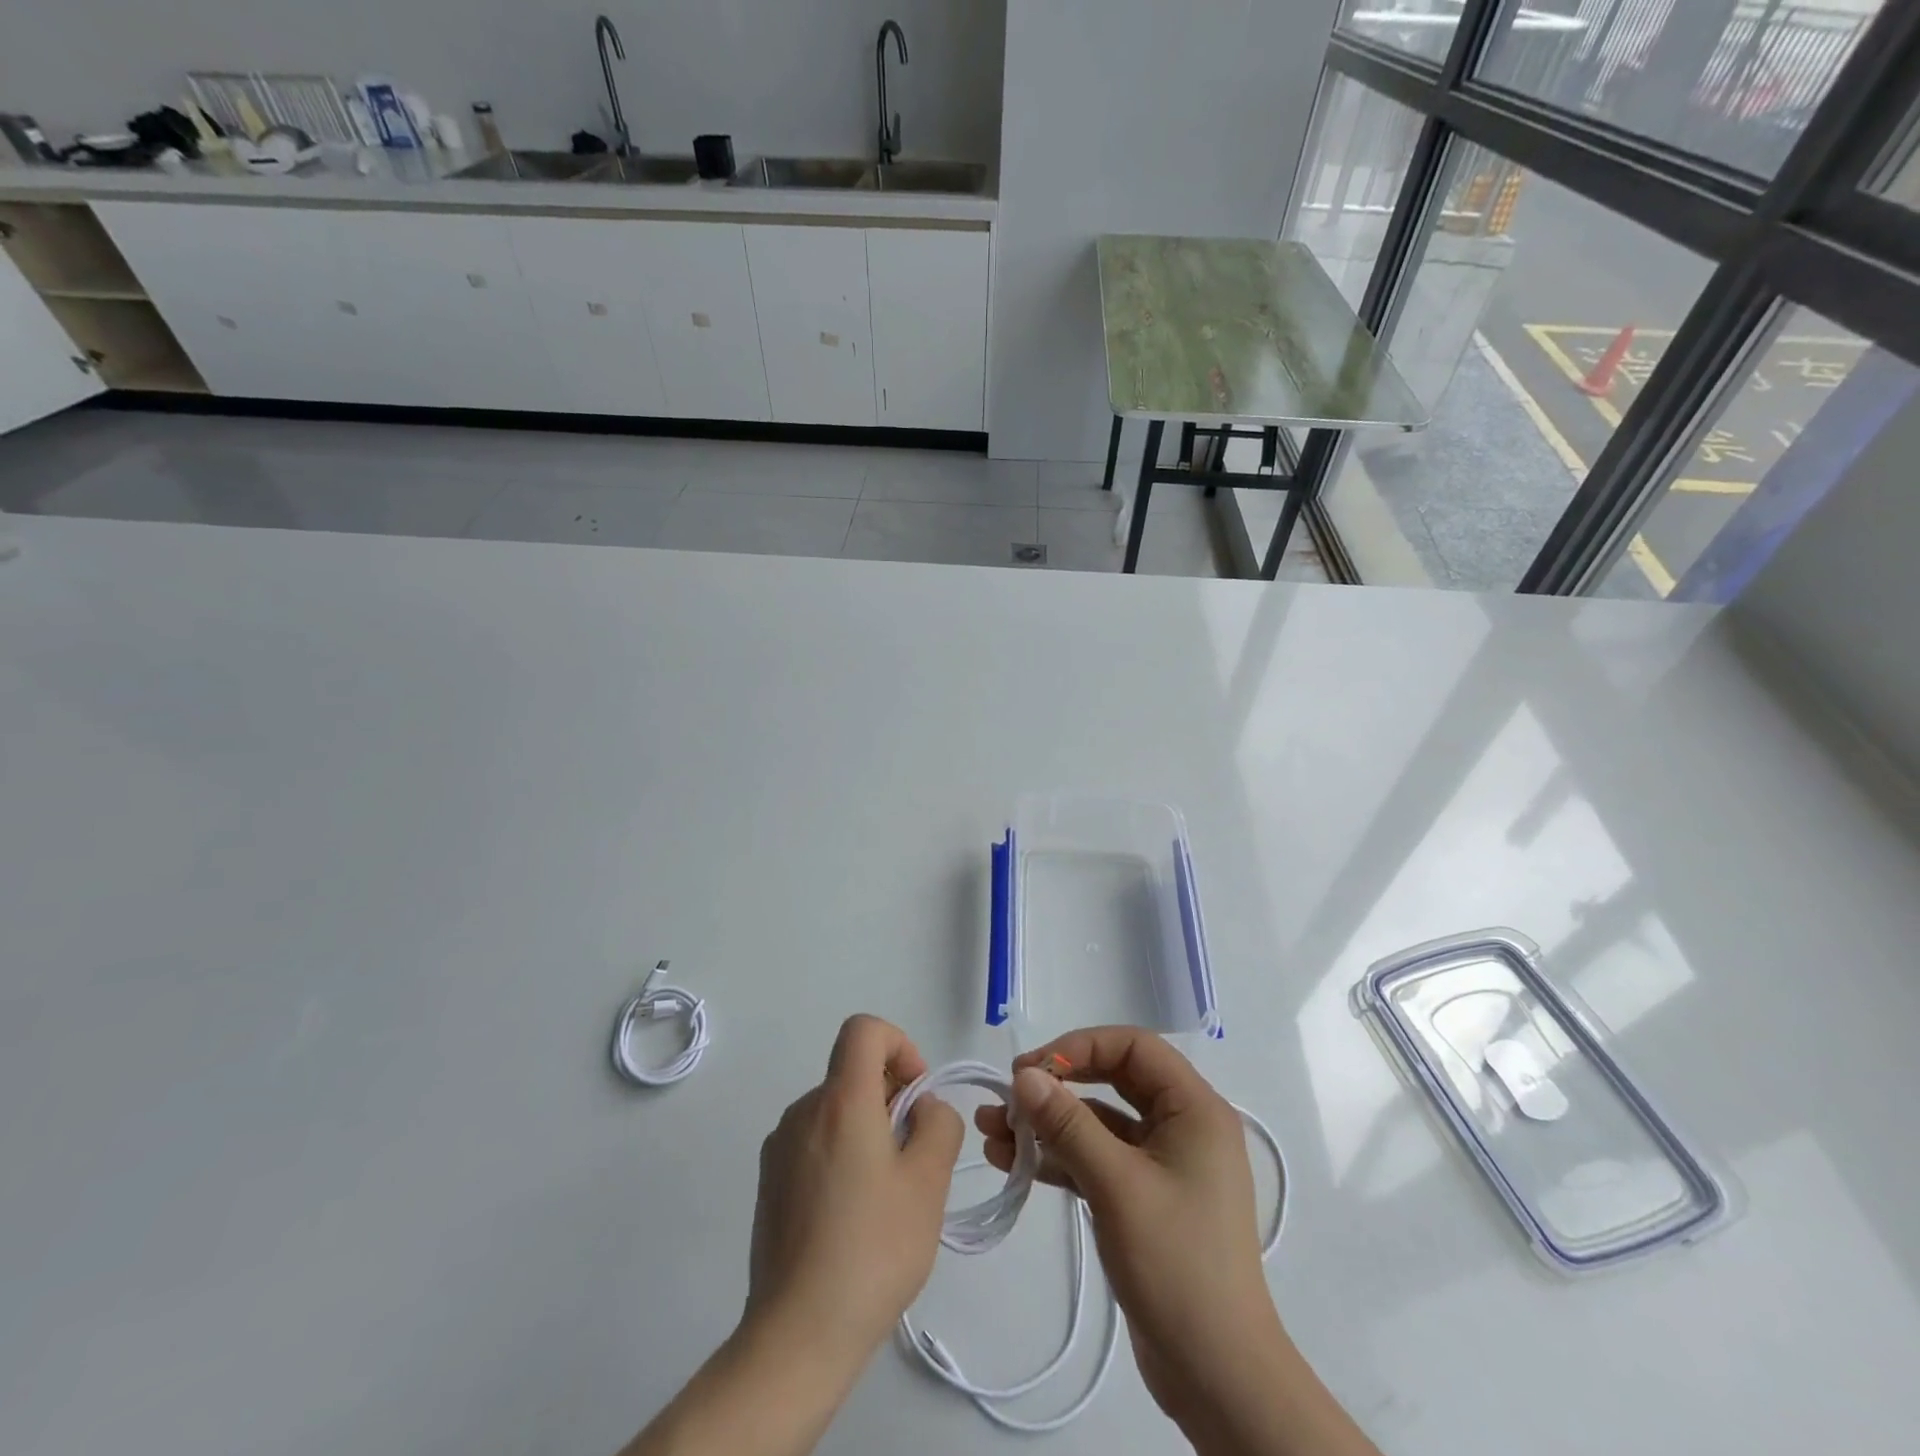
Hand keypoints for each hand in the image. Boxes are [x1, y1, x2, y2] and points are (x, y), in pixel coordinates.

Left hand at [745, 1014, 963, 1368]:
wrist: (797, 1335)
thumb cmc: (872, 1249)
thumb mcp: (928, 1182)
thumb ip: (938, 1125)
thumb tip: (922, 1108)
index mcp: (840, 1100)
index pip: (864, 1030)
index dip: (899, 1045)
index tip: (916, 1096)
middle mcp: (803, 1111)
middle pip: (853, 1074)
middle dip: (891, 1100)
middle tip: (914, 1160)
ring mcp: (779, 1148)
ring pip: (836, 1112)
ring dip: (868, 1132)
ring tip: (886, 1197)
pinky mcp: (768, 1183)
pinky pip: (815, 1144)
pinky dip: (842, 1156)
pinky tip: (853, 1218)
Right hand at [975, 1028, 1285, 1440]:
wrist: (1217, 1376)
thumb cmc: (1176, 1264)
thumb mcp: (1116, 1185)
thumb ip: (1068, 1124)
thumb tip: (1024, 1076)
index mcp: (1194, 1108)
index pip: (1133, 1046)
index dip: (1079, 1047)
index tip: (1031, 1069)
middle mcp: (1182, 1125)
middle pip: (1113, 1079)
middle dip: (1057, 1085)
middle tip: (1009, 1096)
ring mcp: (1164, 1163)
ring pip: (1099, 1122)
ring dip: (1049, 1124)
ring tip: (992, 1131)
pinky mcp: (1145, 1198)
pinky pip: (1098, 1159)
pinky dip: (1060, 1158)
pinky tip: (1013, 1163)